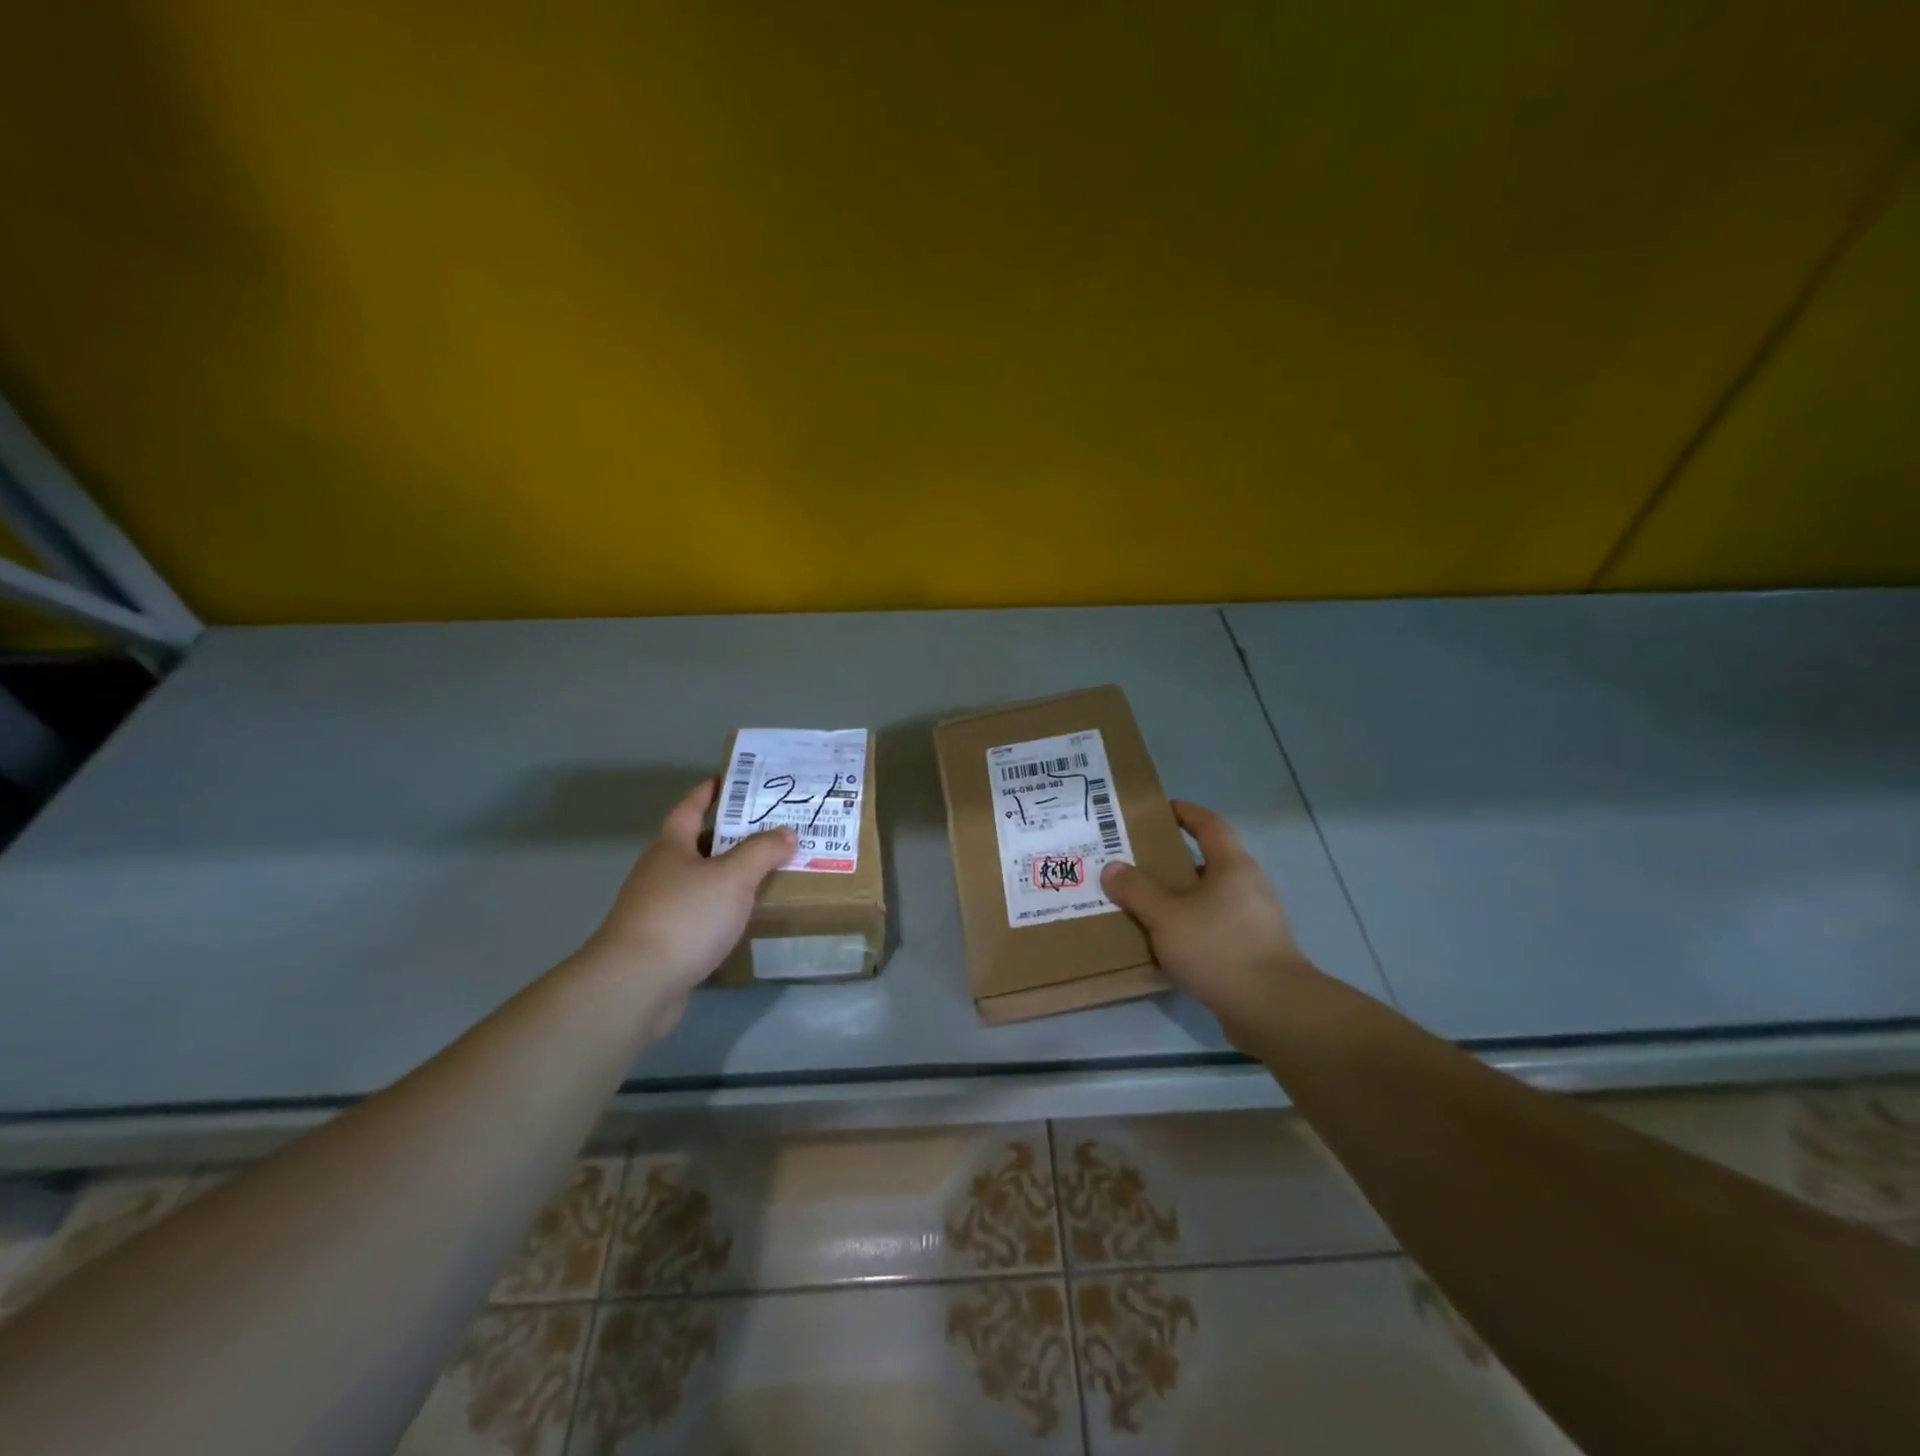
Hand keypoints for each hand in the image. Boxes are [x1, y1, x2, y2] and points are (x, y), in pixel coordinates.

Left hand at [580, 778, 794, 1033]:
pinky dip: (722, 910)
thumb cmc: (685, 916)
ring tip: (767, 872)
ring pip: (701, 881)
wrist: (636, 985)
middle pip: (698, 844)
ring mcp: (658, 908)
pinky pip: (700, 914)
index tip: (733, 779)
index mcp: (671, 846)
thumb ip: (762, 851)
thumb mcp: (733, 877)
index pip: (691, 807)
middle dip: (731, 835)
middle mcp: (660, 872)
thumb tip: (787, 832)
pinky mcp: (664, 941)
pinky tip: (745, 918)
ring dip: (729, 875)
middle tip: (771, 829)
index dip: (710, 791)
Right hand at [1100, 800, 1307, 1040]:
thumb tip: (1112, 867)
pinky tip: (1163, 943)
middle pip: (1206, 862)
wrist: (1272, 1009)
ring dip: (1178, 898)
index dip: (1185, 813)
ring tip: (1141, 904)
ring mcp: (1254, 921)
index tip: (1159, 809)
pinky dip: (1188, 928)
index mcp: (1233, 866)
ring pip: (1208, 899)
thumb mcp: (1166, 916)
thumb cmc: (1219, 948)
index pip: (1209, 825)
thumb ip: (1137, 890)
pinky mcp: (1252, 952)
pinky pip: (1213, 928)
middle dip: (1171, 861)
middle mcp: (1248, 887)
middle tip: (1134, 863)